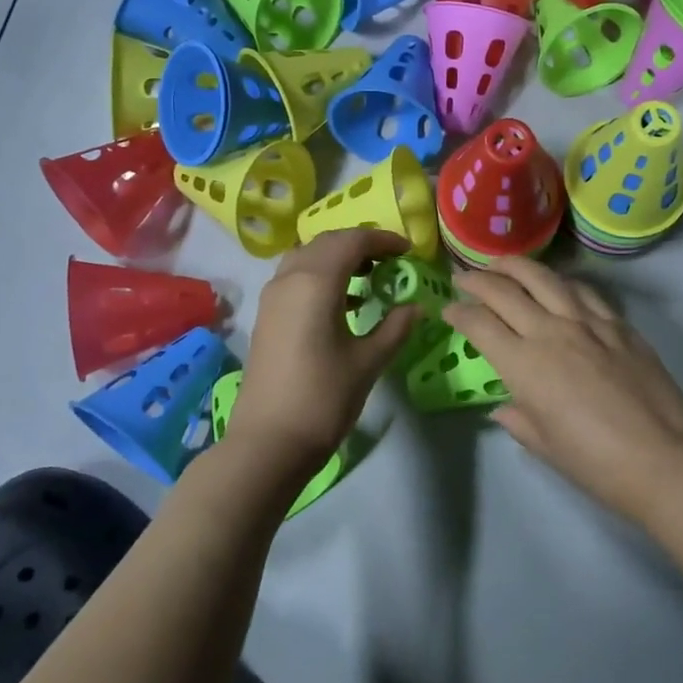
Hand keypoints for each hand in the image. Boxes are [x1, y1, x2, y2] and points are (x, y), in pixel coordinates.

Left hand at [226, 229, 418, 483]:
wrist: (268, 442)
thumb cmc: (324, 398)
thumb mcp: (369, 361)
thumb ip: (395, 327)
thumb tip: (416, 306)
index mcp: (316, 282)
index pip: (353, 241)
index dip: (383, 240)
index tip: (408, 251)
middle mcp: (290, 278)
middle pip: (327, 242)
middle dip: (361, 244)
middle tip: (391, 260)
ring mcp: (272, 296)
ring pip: (308, 256)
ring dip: (338, 257)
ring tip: (368, 277)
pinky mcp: (266, 315)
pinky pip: (295, 277)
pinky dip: (321, 275)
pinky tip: (343, 302)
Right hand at [445, 257, 682, 526]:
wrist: (665, 460)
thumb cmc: (597, 464)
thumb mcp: (545, 446)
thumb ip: (518, 419)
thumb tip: (503, 407)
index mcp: (525, 365)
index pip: (480, 325)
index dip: (458, 312)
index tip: (448, 309)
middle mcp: (552, 332)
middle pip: (506, 291)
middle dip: (477, 280)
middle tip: (463, 276)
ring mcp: (589, 323)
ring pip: (545, 278)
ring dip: (517, 266)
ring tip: (502, 264)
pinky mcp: (620, 324)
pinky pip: (584, 291)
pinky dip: (562, 281)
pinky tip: (557, 283)